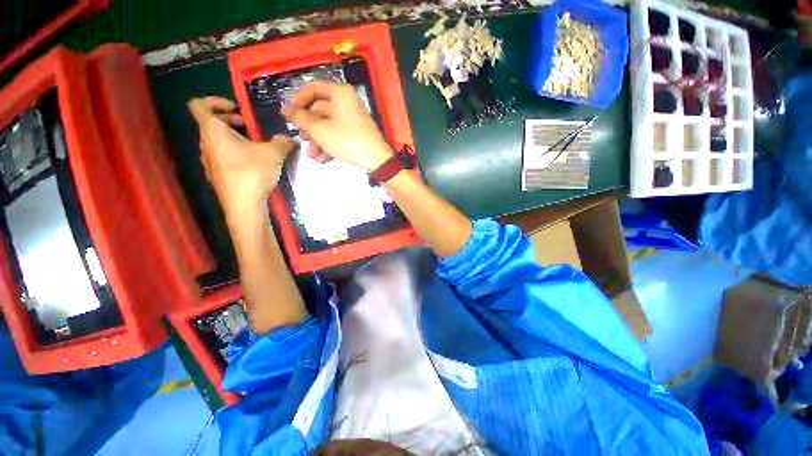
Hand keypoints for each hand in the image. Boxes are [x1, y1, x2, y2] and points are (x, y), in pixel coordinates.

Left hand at [188, 97, 293, 214]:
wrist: (243, 205)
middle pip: (209, 123)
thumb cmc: (252, 172)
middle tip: (248, 126)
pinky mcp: (216, 175)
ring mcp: (209, 161)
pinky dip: (233, 152)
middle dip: (229, 120)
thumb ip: (282, 141)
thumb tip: (290, 138)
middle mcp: (206, 143)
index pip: (199, 105)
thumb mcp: (273, 153)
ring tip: (253, 145)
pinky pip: (221, 155)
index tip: (235, 107)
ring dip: (232, 137)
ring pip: (216, 140)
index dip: (214, 100)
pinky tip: (252, 163)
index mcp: (213, 131)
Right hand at [280, 81, 392, 170]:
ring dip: (317, 141)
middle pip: (319, 110)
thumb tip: (284, 108)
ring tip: (312, 155)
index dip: (298, 101)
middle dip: (308, 128)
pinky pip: (338, 134)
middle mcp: (347, 102)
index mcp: (339, 93)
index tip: (289, 116)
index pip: (312, 88)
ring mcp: (353, 118)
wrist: (377, 160)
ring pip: (328, 125)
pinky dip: (329, 145)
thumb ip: (300, 117)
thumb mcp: (319, 129)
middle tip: (301, 139)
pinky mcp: (357, 133)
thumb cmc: (347, 140)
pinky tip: (323, 159)